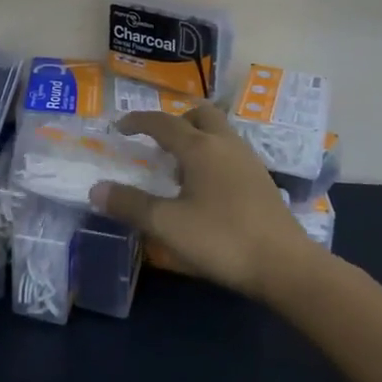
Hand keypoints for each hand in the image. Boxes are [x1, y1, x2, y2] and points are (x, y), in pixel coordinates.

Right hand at [91, 104, 313, 298]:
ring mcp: (248, 161)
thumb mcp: (167, 225)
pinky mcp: (262, 181)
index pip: (163, 122)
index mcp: (200, 147)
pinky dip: (212, 156)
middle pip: (200, 115)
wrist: (286, 266)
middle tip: (158, 142)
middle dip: (176, 121)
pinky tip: (205, 188)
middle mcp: (225, 144)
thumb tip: (96, 189)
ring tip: (178, 169)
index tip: (119, 127)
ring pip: (219, 133)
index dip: (138, 121)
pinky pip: (230, 153)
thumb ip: (130, 205)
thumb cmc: (221, 239)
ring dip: (196, 138)